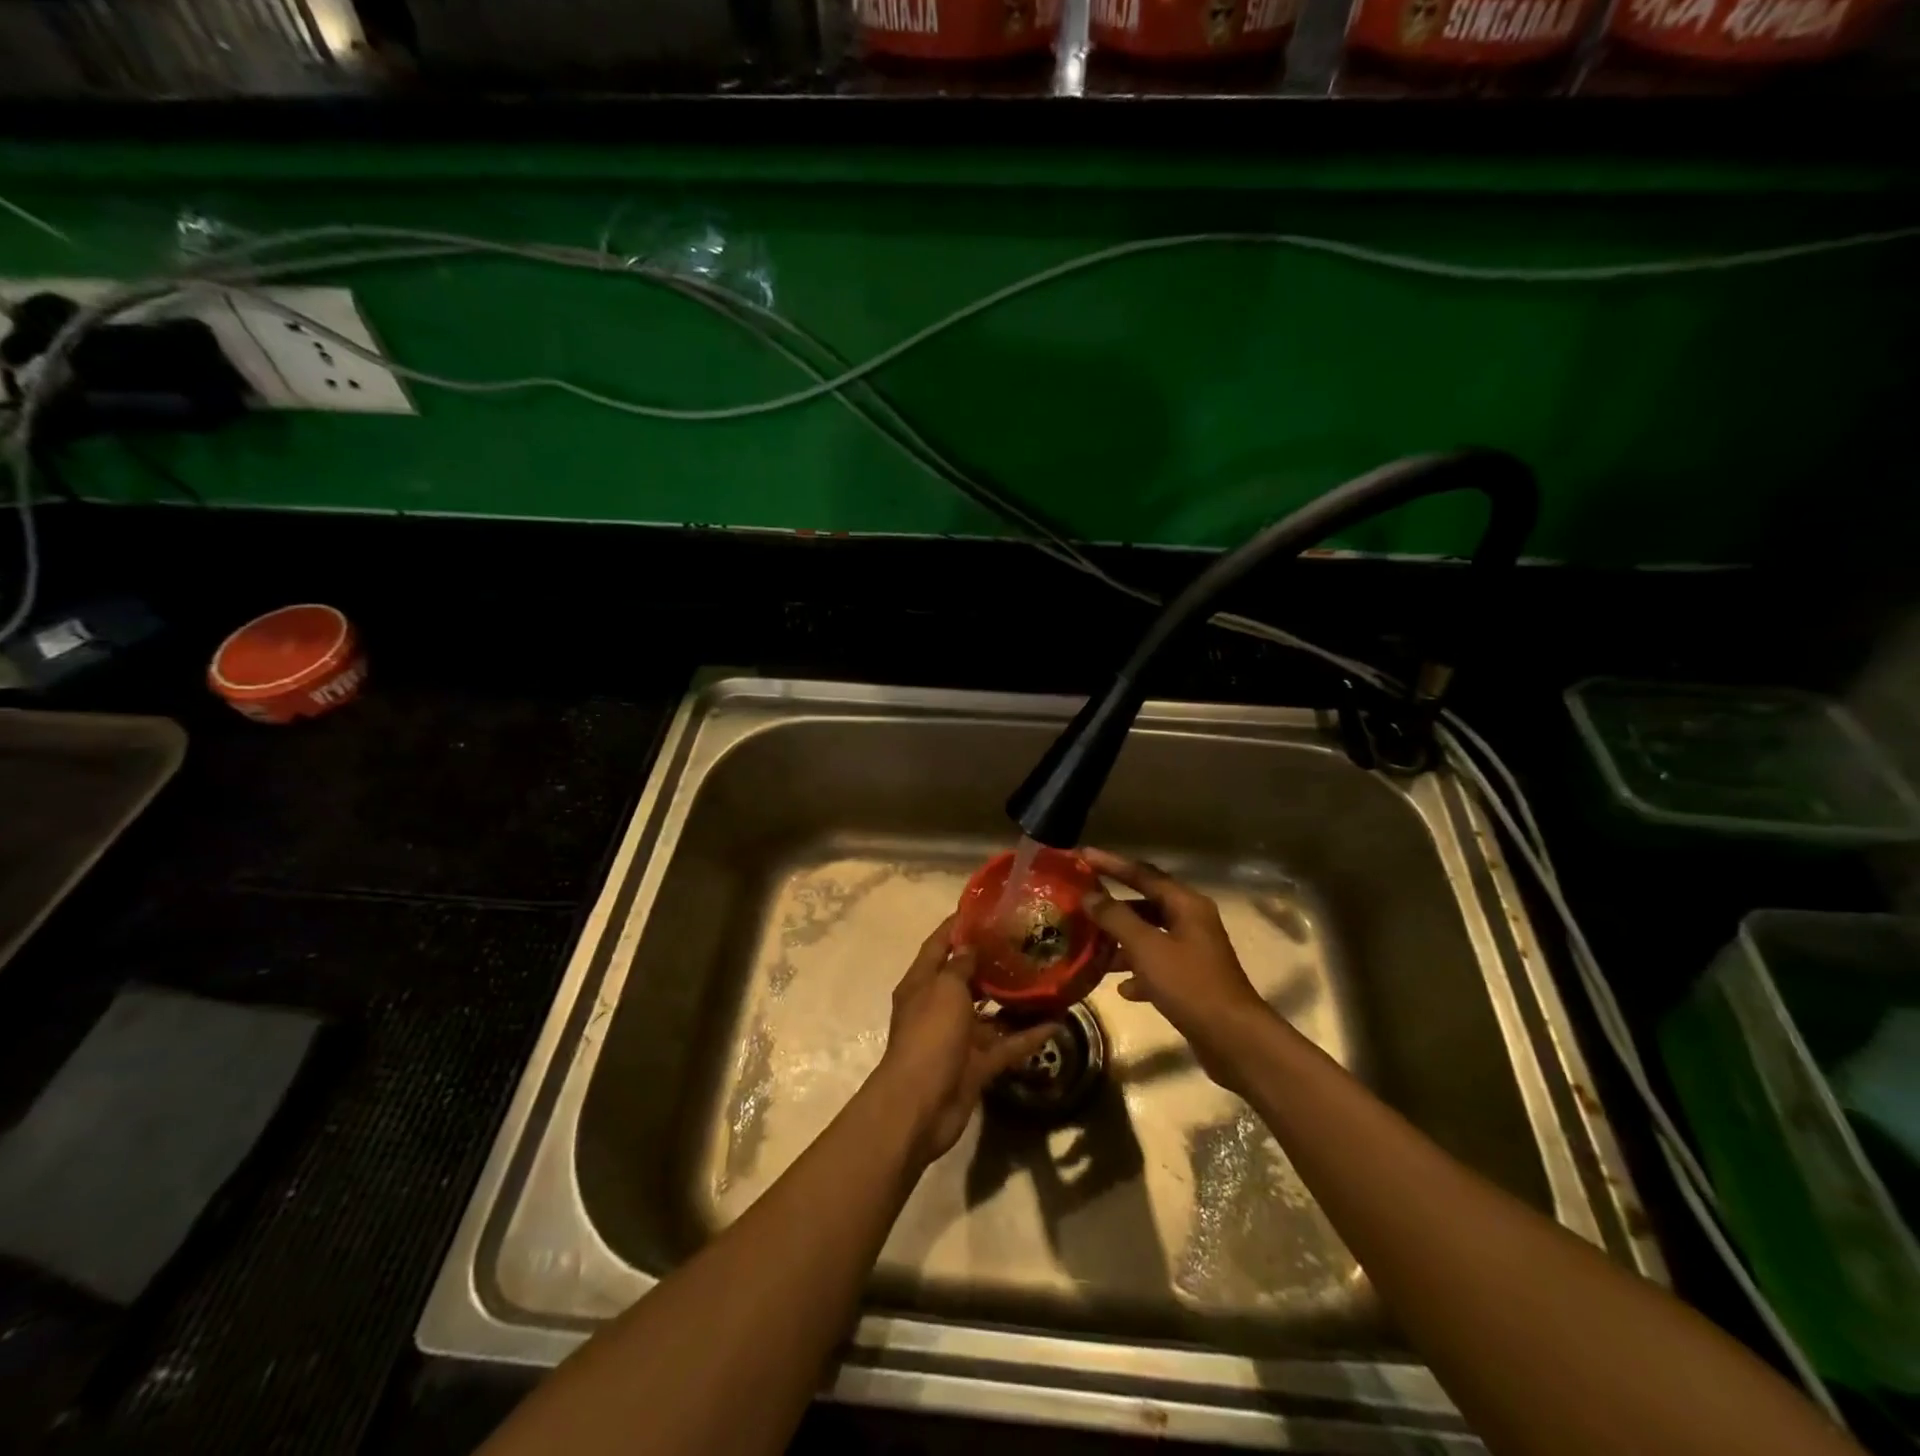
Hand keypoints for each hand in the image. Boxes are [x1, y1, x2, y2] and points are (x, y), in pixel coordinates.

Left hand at [871, 916, 1058, 1165]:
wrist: (920, 1105)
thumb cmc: (929, 1036)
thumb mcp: (944, 989)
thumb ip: (960, 966)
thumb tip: (970, 946)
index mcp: (922, 983)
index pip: (938, 945)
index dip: (956, 925)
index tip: (983, 908)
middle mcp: (937, 1007)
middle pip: (965, 978)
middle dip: (991, 962)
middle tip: (1025, 943)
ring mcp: (957, 1039)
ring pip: (989, 1014)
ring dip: (1013, 1000)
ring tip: (1044, 980)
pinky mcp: (975, 1066)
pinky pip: (1005, 1045)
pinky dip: (1027, 1036)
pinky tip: (1055, 1023)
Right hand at [1080, 848, 1275, 1093]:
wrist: (1233, 1039)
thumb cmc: (1190, 985)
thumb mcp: (1147, 948)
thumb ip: (1116, 918)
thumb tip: (1090, 896)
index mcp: (1186, 905)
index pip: (1143, 874)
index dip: (1111, 864)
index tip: (1082, 856)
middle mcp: (1192, 921)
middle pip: (1146, 904)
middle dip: (1113, 906)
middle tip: (1081, 904)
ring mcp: (1193, 952)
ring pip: (1150, 936)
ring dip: (1122, 941)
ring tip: (1091, 947)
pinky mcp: (1192, 981)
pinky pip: (1157, 966)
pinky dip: (1138, 972)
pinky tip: (1120, 987)